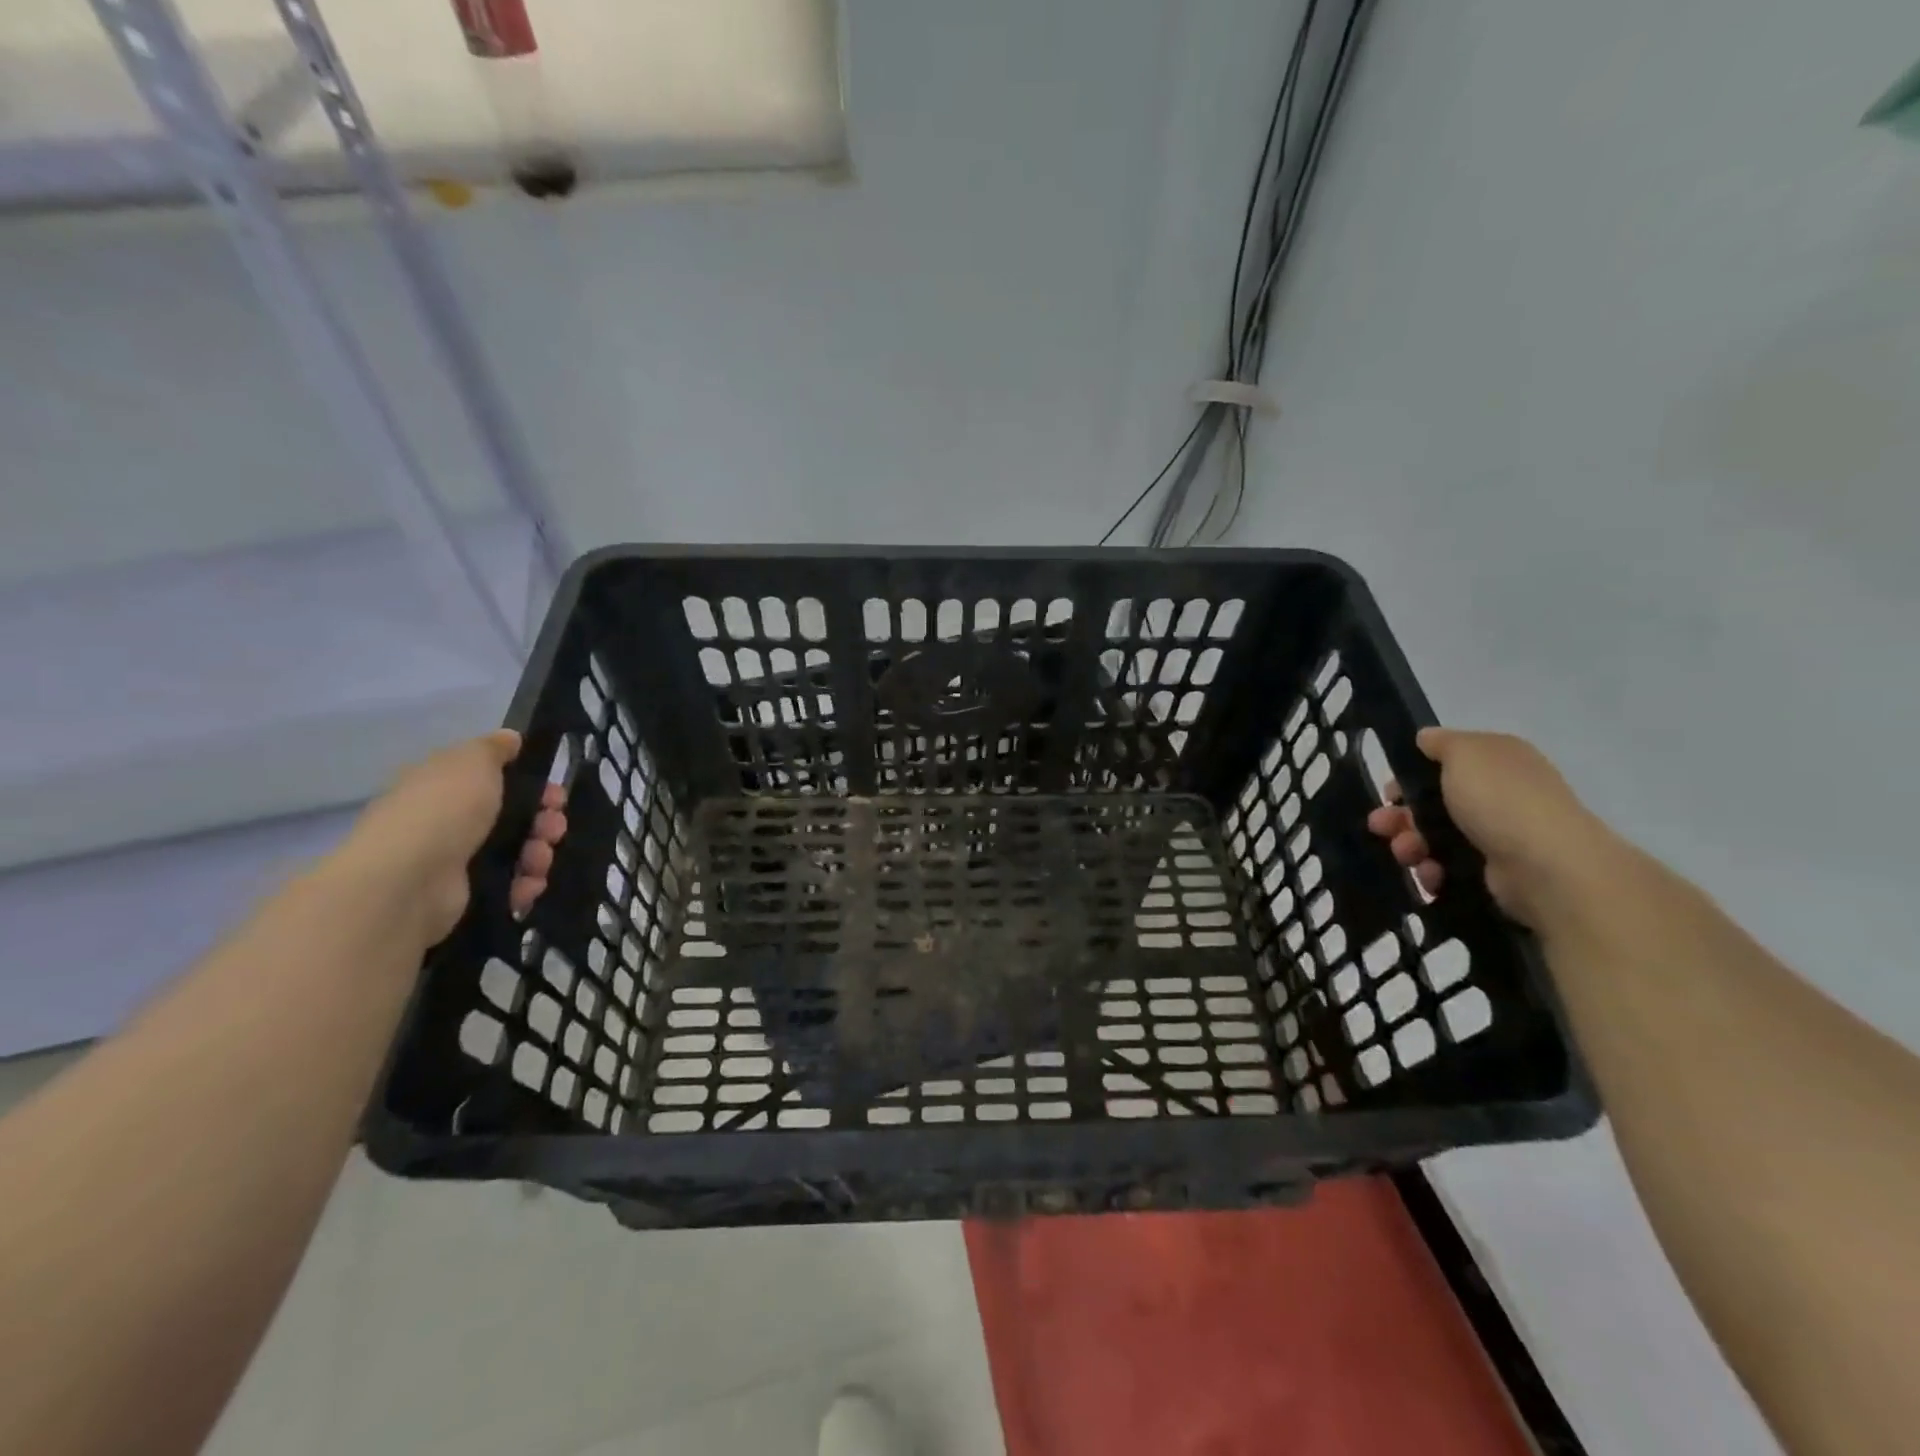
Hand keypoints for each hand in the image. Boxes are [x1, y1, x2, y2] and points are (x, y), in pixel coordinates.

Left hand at [339, 730, 568, 945]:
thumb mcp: (472, 761)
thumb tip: (511, 738)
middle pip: (513, 817)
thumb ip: (494, 748)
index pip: (495, 781)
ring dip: (539, 853)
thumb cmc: (443, 810)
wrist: (409, 880)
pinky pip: (509, 886)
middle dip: (543, 821)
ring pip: (516, 852)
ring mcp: (455, 861)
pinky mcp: (466, 895)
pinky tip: (529, 883)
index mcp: (443, 786)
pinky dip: (525, 884)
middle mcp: (447, 822)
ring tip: (539, 859)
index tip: (554, 792)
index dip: (531, 784)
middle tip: (554, 827)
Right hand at [1366, 728, 1614, 926]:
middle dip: (1400, 816)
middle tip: (1380, 826)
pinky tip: (1430, 874)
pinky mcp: (1494, 872)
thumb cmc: (1500, 799)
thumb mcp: (1465, 752)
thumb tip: (1425, 738)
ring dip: (1410, 845)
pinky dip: (1433, 871)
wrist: (1546, 865)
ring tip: (1406, 855)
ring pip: (1435, 837)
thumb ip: (1441, 742)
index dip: (1410, 776)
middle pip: (1432, 803)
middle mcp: (1499, 795)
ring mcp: (1498, 835)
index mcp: (1496, 761)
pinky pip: (1450, 868)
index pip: (1443, 764)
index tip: (1390, 792)